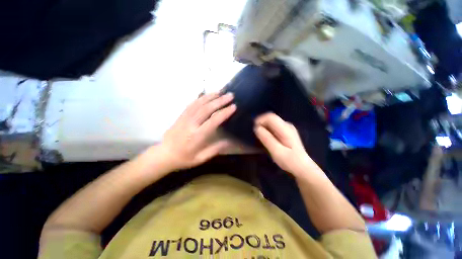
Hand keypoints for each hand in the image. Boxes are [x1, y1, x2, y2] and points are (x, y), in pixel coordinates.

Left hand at [159, 93, 235, 170]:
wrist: (164, 154)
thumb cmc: (184, 158)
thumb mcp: (201, 158)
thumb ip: (215, 149)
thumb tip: (230, 141)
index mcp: (197, 136)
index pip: (213, 121)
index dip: (224, 113)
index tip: (234, 106)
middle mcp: (190, 124)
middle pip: (206, 109)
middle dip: (220, 101)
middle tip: (230, 95)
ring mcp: (184, 118)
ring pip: (198, 104)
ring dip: (211, 96)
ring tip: (221, 92)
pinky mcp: (181, 116)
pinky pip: (191, 104)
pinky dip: (201, 98)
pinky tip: (207, 95)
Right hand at [254, 113, 314, 176]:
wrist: (302, 167)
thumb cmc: (290, 161)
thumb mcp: (277, 151)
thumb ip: (267, 139)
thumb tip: (257, 128)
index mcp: (285, 129)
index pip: (270, 117)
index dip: (260, 120)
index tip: (254, 129)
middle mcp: (287, 125)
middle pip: (271, 118)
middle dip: (261, 123)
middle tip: (256, 134)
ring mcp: (287, 128)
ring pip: (271, 122)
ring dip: (264, 127)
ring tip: (260, 137)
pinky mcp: (286, 132)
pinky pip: (273, 127)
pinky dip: (267, 130)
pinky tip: (266, 138)